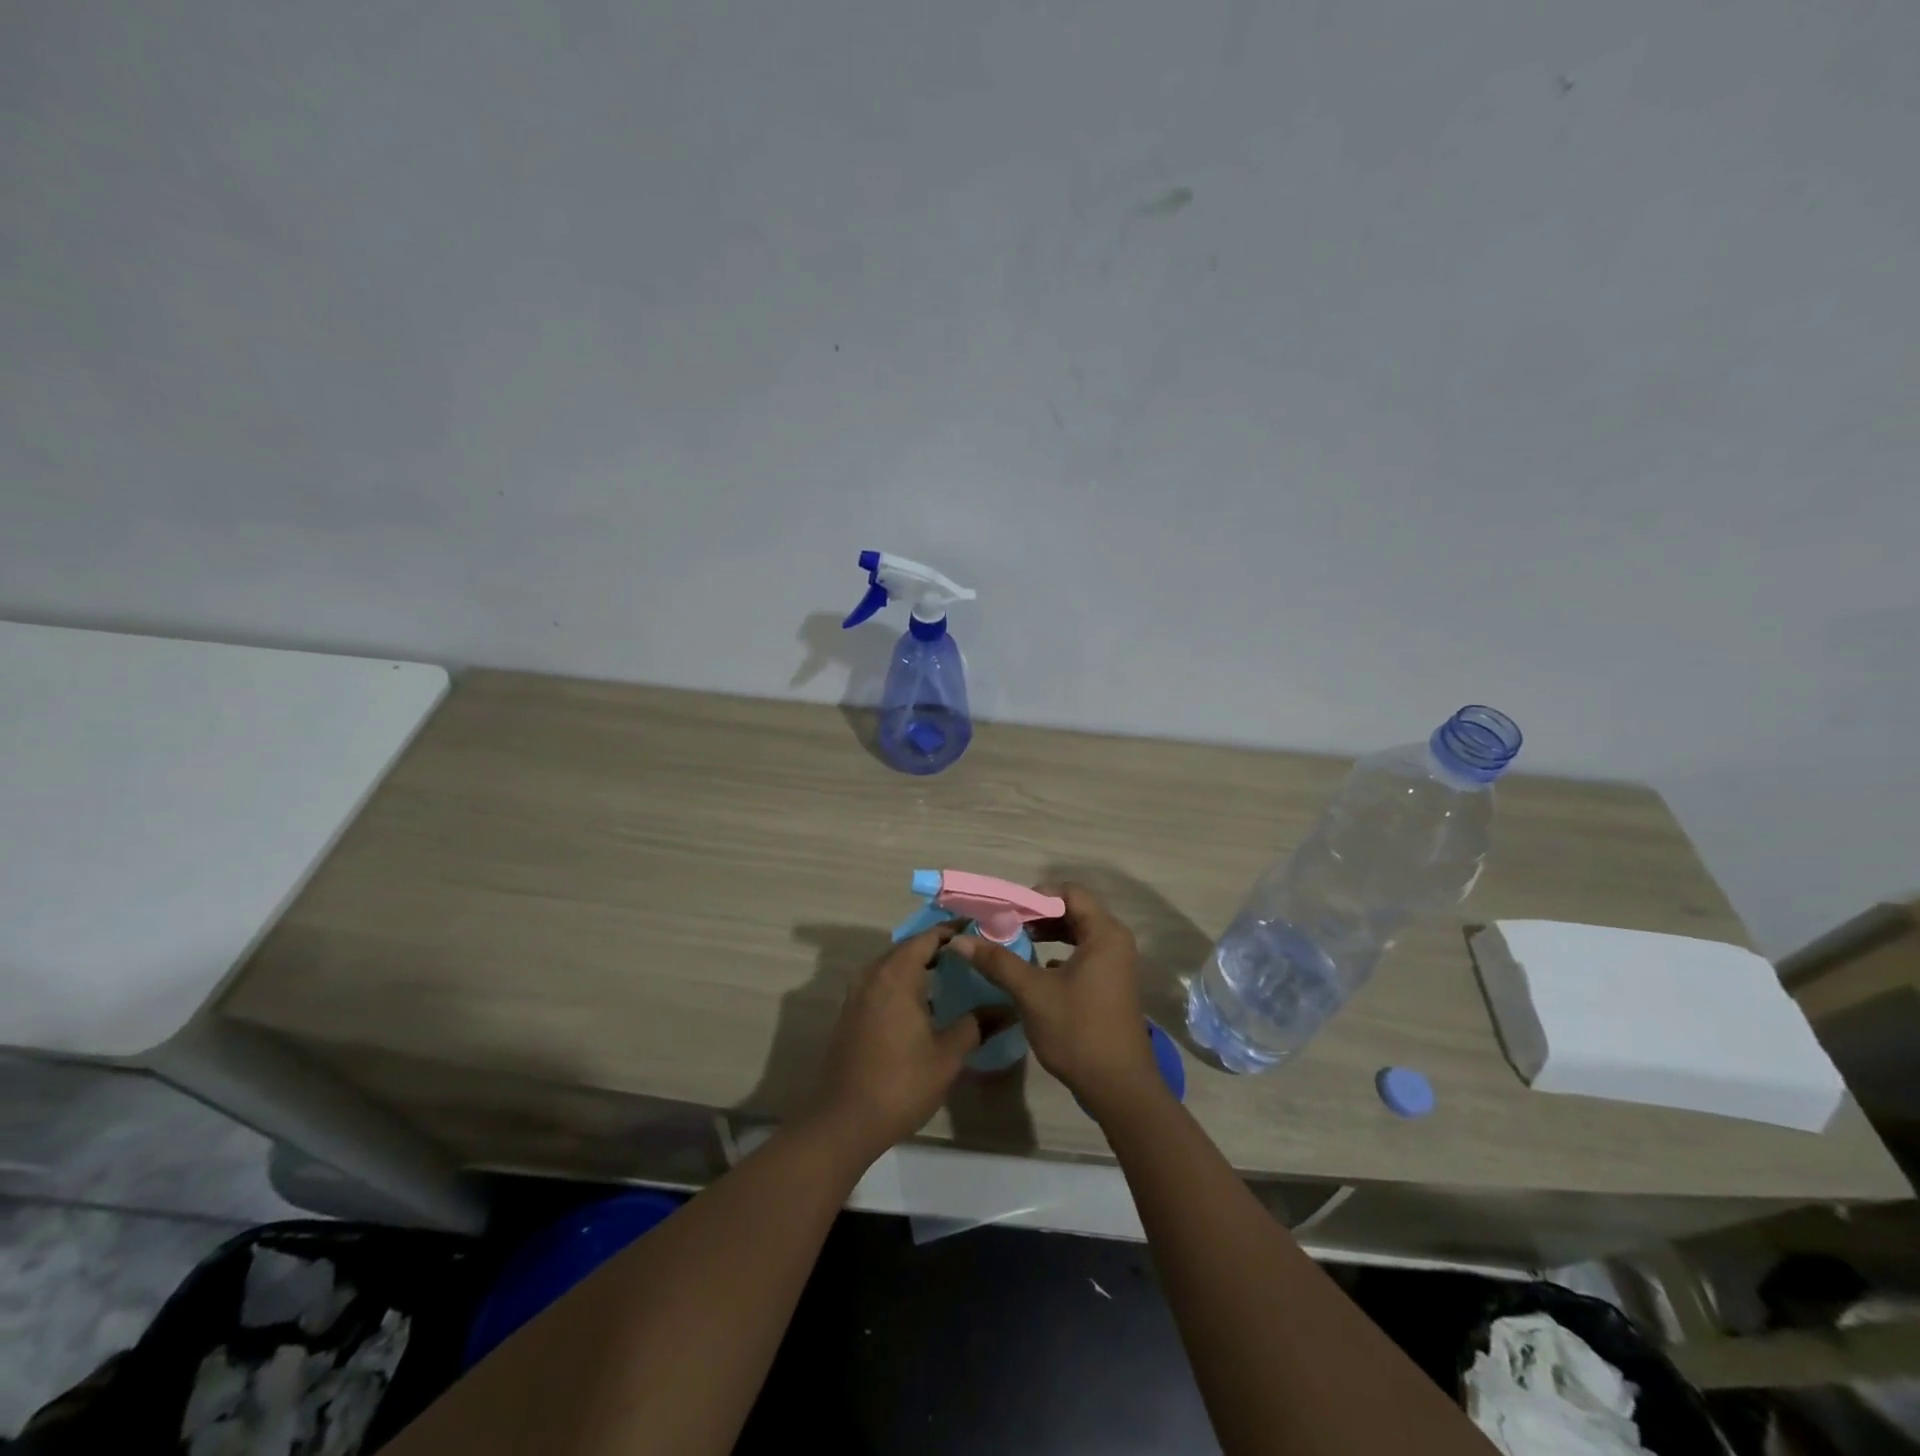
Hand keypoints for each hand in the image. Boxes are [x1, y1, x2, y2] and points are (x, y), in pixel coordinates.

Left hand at [813, 926, 980, 1160]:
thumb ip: (976, 1025)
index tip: (979, 932)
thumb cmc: (900, 1084)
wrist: (845, 1121)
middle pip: (908, 948)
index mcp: (896, 976)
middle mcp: (873, 975)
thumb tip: (1006, 1008)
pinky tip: (924, 1003)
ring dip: (919, 966)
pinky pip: (881, 983)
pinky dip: (903, 983)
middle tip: (971, 955)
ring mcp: (857, 994)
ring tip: (952, 976)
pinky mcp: (850, 1013)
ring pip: (892, 966)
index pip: (927, 938)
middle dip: (938, 948)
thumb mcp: (947, 1055)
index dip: (953, 932)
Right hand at [951, 884, 1163, 1117]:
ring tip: (1016, 940)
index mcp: (1104, 933)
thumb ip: (998, 961)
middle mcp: (1115, 941)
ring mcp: (1115, 964)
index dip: (1036, 896)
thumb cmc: (1078, 1031)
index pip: (1070, 892)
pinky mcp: (1111, 983)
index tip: (1006, 910)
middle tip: (1005, 923)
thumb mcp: (1032, 993)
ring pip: (1078, 932)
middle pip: (1074, 910)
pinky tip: (1035, 966)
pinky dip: (1059, 952)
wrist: (1118, 1088)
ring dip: (1047, 933)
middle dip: (1038, 914)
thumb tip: (959, 940)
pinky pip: (1083, 953)